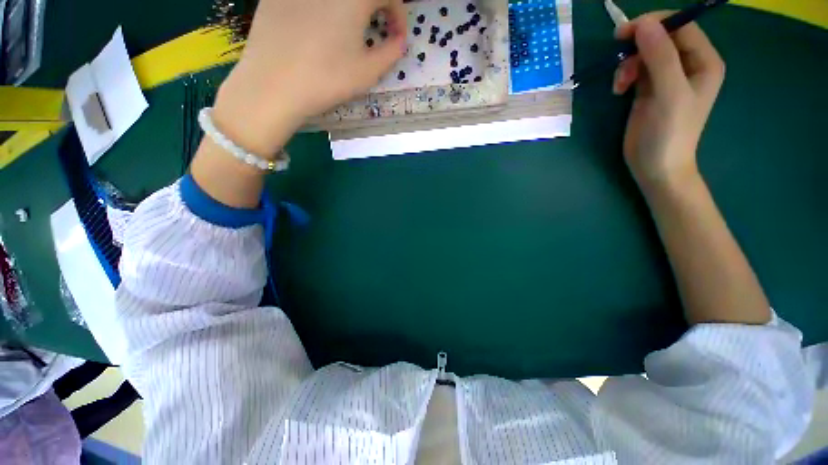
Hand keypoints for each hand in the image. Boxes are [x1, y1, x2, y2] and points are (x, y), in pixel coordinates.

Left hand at [212, 0, 407, 155]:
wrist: (274, 85)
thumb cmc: (327, 79)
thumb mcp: (368, 72)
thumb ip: (391, 53)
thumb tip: (399, 42)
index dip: (398, 15)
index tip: (396, 37)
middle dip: (376, 7)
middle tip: (376, 28)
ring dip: (350, 9)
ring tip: (348, 29)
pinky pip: (310, 0)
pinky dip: (323, 9)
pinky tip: (318, 28)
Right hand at [613, 13, 724, 188]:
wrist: (656, 166)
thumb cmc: (669, 133)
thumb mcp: (668, 94)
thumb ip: (660, 56)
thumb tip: (644, 24)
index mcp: (703, 61)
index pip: (680, 26)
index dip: (654, 23)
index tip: (625, 33)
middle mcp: (688, 64)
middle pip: (661, 38)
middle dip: (637, 47)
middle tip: (619, 61)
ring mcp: (668, 77)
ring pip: (645, 53)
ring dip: (628, 64)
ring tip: (619, 85)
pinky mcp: (650, 89)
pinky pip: (637, 69)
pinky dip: (625, 75)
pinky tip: (619, 90)